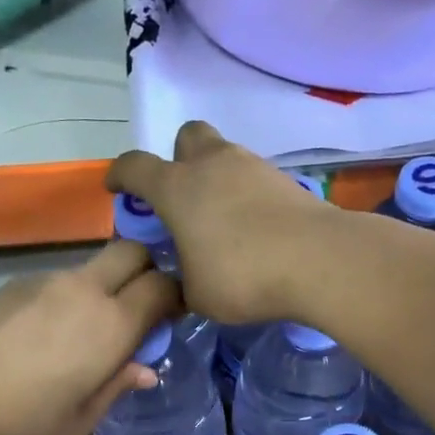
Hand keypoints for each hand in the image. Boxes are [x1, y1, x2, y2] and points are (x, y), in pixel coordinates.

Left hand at [0, 242, 179, 434]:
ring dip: (103, 287)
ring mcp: (43, 282)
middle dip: (147, 269)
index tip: (172, 318)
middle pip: (131, 251)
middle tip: (140, 309)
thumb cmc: (18, 421)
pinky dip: (67, 298)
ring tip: (84, 333)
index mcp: (111, 324)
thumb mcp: (78, 421)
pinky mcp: (9, 285)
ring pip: (91, 267)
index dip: (176, 296)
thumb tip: (144, 370)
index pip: (162, 285)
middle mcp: (83, 290)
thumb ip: (116, 388)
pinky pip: (55, 281)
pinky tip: (42, 337)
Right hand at [107, 121, 336, 324]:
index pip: (135, 166)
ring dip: (215, 178)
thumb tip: (179, 286)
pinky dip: (245, 194)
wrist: (318, 260)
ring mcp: (252, 167)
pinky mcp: (284, 179)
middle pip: (186, 137)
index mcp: (177, 188)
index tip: (116, 187)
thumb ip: (180, 286)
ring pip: (224, 155)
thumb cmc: (243, 276)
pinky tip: (252, 226)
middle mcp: (212, 165)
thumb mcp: (197, 296)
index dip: (120, 175)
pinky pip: (253, 177)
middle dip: (177, 159)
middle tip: (181, 195)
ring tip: (220, 219)